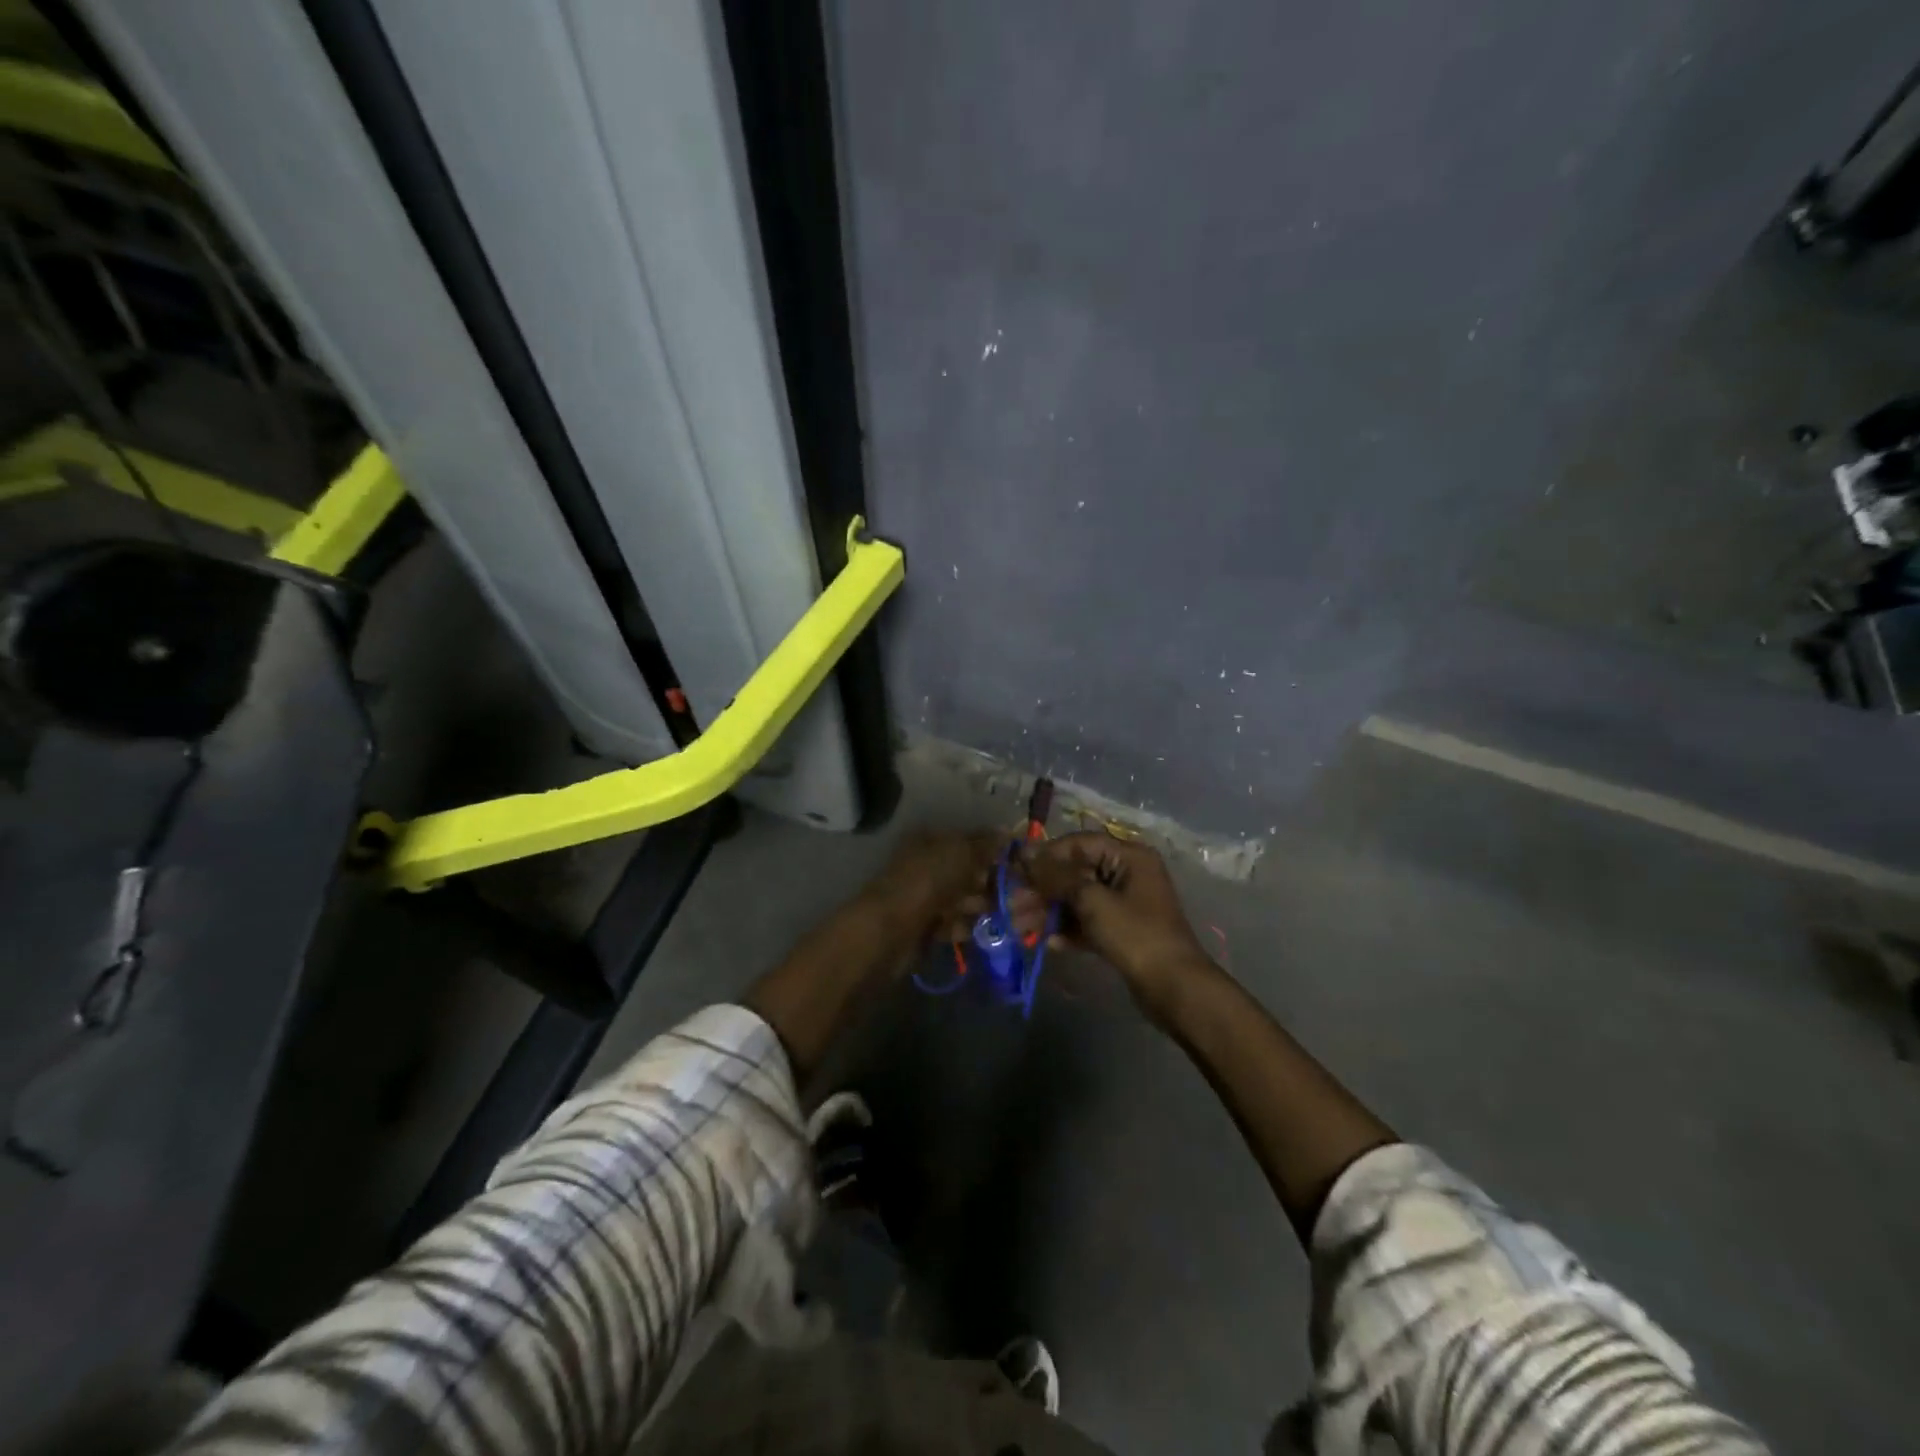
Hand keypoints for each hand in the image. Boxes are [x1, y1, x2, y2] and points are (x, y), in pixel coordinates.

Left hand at [865, 830, 1006, 949]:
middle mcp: (927, 864)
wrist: (892, 930)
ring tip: (1007, 914)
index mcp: (930, 840)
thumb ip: (985, 843)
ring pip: (963, 898)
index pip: (969, 840)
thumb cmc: (927, 881)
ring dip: (983, 906)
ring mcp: (925, 897)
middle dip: (992, 882)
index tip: (1020, 863)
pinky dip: (967, 926)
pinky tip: (985, 929)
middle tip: (1020, 894)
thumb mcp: (960, 853)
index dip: (994, 850)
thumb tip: (1006, 830)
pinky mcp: (925, 926)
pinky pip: (953, 922)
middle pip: (967, 871)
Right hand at [1020, 833, 1214, 1019]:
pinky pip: (1087, 922)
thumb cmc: (1135, 935)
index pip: (1078, 844)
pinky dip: (1067, 930)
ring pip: (1078, 899)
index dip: (1046, 855)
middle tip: (1012, 905)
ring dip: (1049, 912)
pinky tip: (1046, 943)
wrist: (1174, 988)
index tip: (1016, 870)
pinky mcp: (1121, 931)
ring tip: (1019, 927)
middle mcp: (1127, 873)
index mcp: (1128, 856)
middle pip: (1076, 873)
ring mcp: (1125, 904)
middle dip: (1043, 889)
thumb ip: (1057, 876)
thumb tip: (1024, 853)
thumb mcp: (1093, 901)